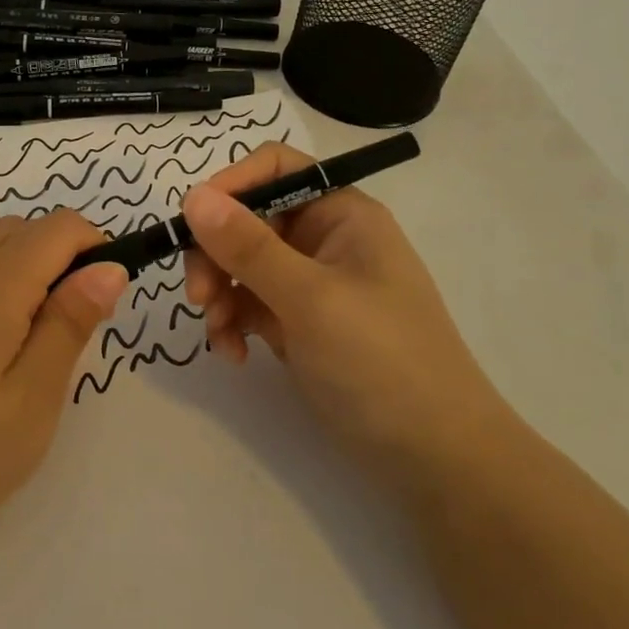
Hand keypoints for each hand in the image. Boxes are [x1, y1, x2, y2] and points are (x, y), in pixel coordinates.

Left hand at [0, 212, 127, 556]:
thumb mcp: (32, 399)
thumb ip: (71, 323)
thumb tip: (109, 267)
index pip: (60, 228)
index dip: (95, 250)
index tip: (101, 303)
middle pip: (26, 228)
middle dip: (61, 258)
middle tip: (65, 330)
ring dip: (25, 266)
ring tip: (25, 339)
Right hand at [181, 142, 510, 470]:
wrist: (436, 460)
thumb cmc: (382, 362)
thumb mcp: (311, 300)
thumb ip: (248, 247)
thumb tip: (193, 197)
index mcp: (340, 213)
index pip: (274, 169)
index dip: (230, 186)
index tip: (192, 224)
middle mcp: (323, 238)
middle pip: (247, 219)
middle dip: (216, 254)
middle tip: (199, 297)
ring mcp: (309, 282)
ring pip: (240, 263)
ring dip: (220, 294)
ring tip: (219, 335)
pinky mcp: (298, 322)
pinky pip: (249, 303)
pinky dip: (233, 323)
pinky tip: (234, 355)